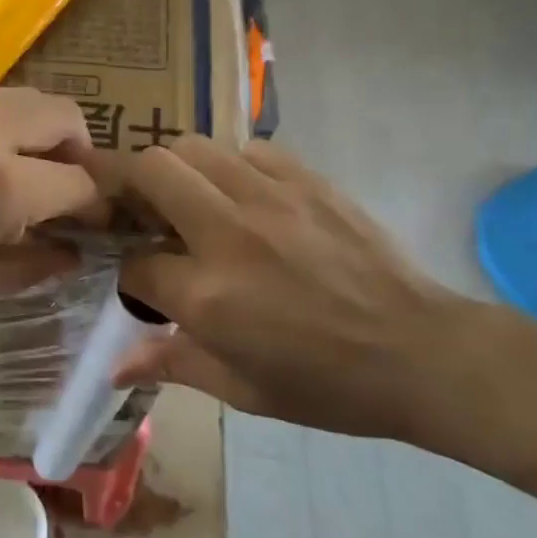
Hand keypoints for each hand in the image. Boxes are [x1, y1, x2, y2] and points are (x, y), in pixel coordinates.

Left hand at [0, 88, 103, 343]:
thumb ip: (32, 265)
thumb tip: (74, 254)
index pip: (79, 181)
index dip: (98, 207)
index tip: (98, 226)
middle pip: (63, 116)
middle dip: (81, 154)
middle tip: (66, 194)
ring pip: (26, 99)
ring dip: (42, 133)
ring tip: (26, 176)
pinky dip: (4, 125)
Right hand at [116, 137, 472, 437]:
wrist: (421, 353)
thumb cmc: (327, 385)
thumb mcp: (243, 391)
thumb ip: (172, 364)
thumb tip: (115, 369)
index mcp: (207, 296)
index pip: (134, 263)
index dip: (130, 275)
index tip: (146, 285)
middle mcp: (227, 233)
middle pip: (149, 171)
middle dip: (130, 188)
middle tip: (142, 213)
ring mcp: (270, 197)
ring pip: (192, 146)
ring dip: (176, 171)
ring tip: (190, 200)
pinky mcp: (307, 180)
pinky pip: (248, 149)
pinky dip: (233, 167)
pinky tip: (246, 196)